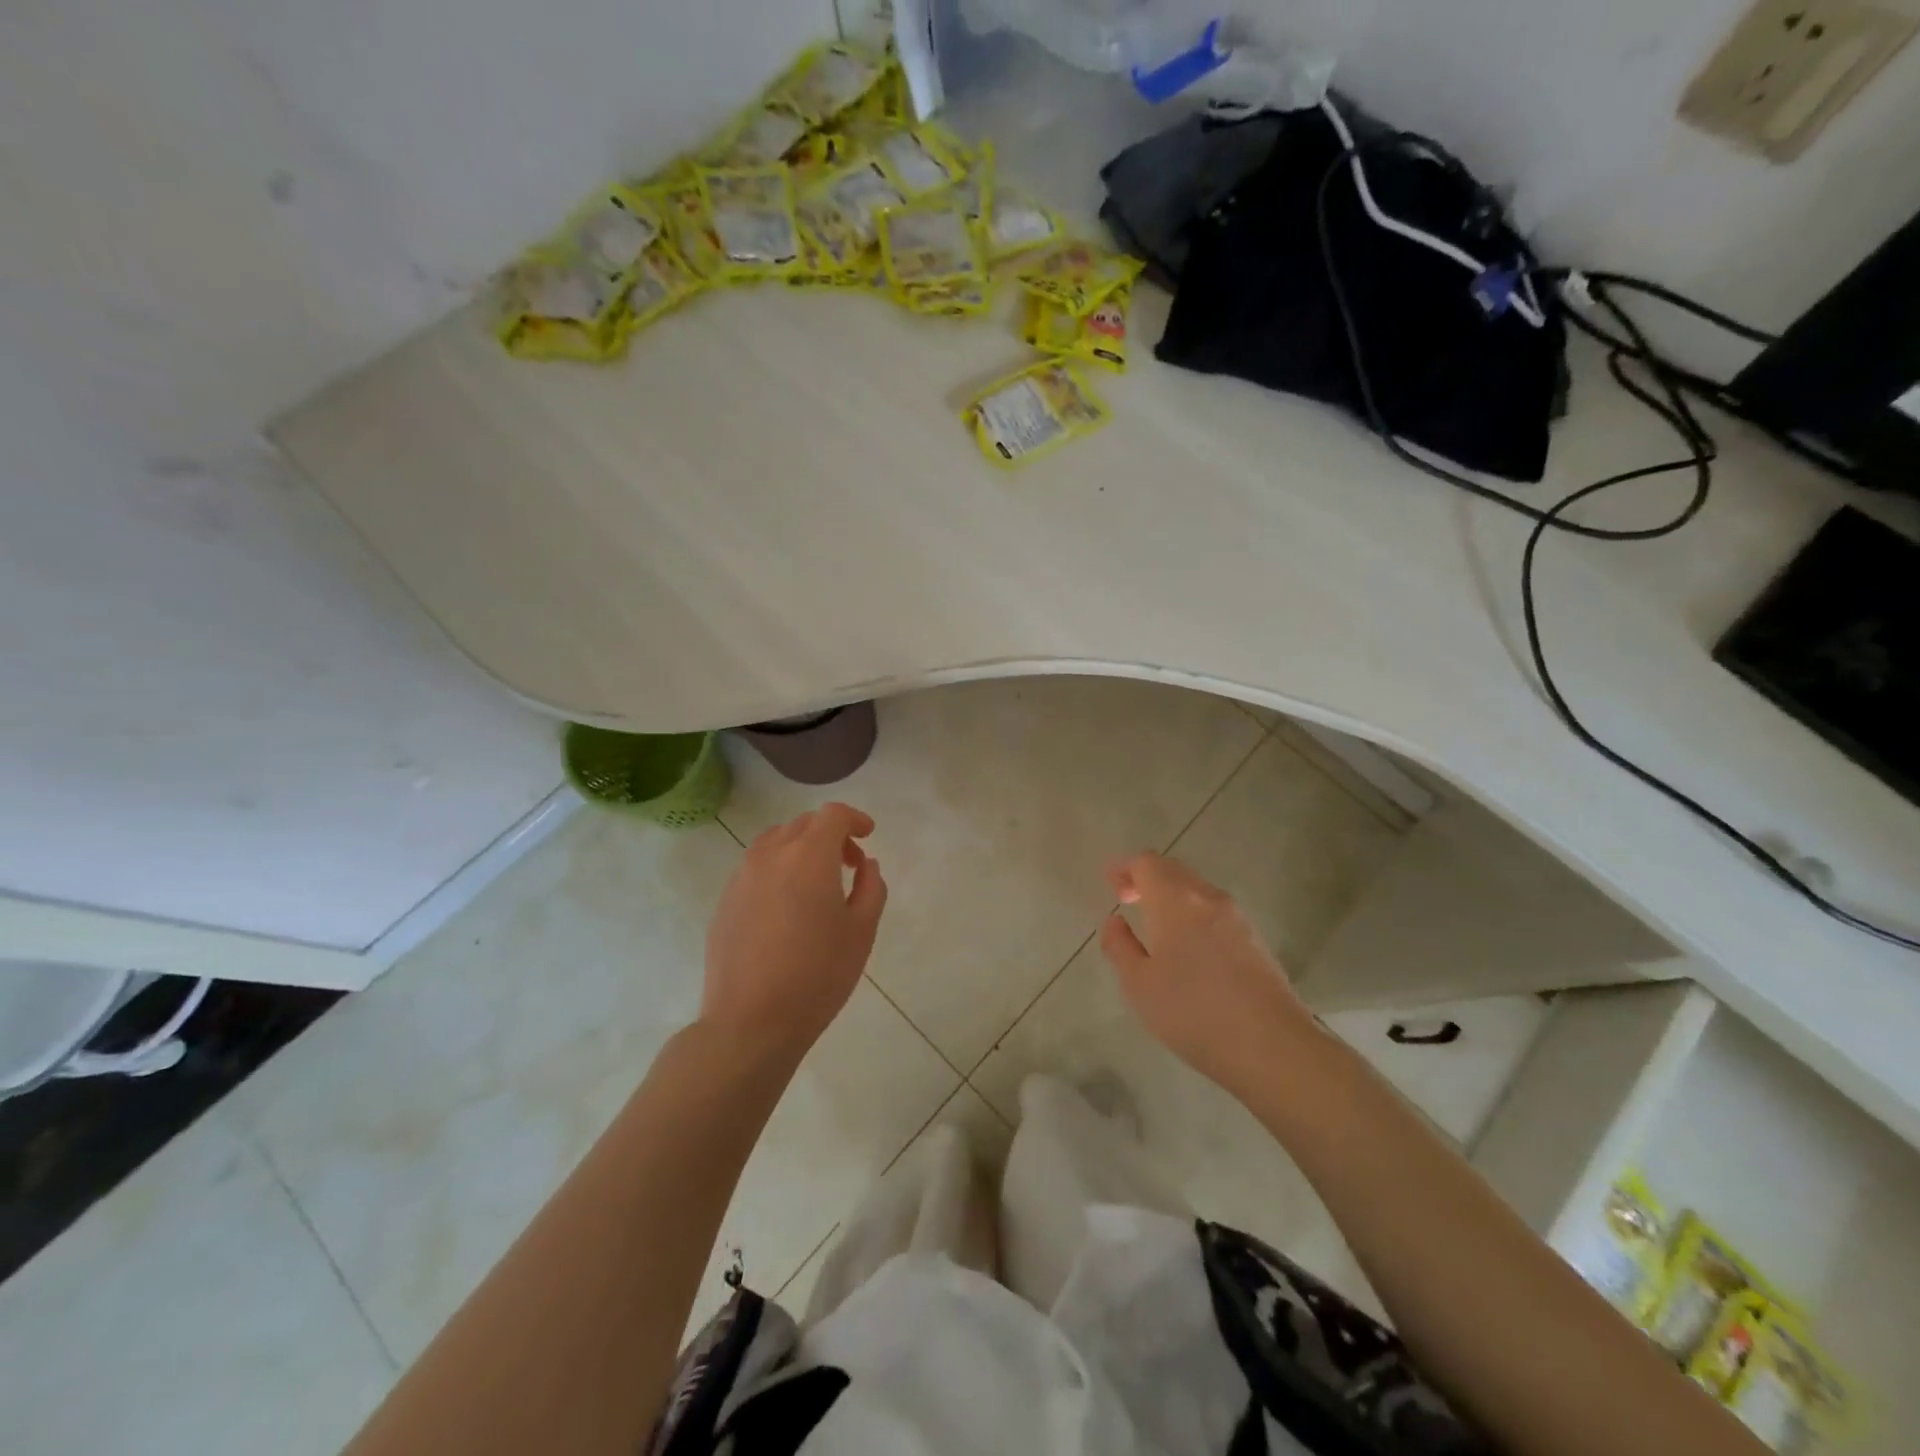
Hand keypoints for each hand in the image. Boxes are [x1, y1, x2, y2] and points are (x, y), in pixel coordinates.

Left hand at [702, 803, 887, 1063]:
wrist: (751, 1022)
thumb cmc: (817, 975)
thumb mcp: (861, 932)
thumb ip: (870, 888)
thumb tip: (866, 865)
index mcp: (809, 856)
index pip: (832, 815)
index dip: (854, 818)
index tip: (868, 835)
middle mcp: (771, 855)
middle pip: (803, 824)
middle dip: (830, 835)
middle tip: (849, 865)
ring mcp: (742, 877)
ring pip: (774, 842)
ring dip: (800, 849)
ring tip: (816, 883)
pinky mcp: (724, 902)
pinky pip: (755, 868)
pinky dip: (777, 870)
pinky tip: (786, 907)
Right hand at [1098, 853, 1310, 1097]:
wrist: (1273, 1046)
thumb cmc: (1194, 1012)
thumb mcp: (1139, 985)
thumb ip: (1119, 946)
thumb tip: (1114, 921)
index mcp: (1176, 901)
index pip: (1146, 863)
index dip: (1124, 868)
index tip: (1110, 884)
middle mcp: (1208, 898)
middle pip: (1173, 870)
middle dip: (1147, 877)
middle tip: (1126, 899)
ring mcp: (1237, 918)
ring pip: (1197, 890)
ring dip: (1171, 895)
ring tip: (1154, 924)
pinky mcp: (1255, 940)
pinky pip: (1214, 911)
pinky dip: (1192, 913)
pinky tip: (1188, 946)